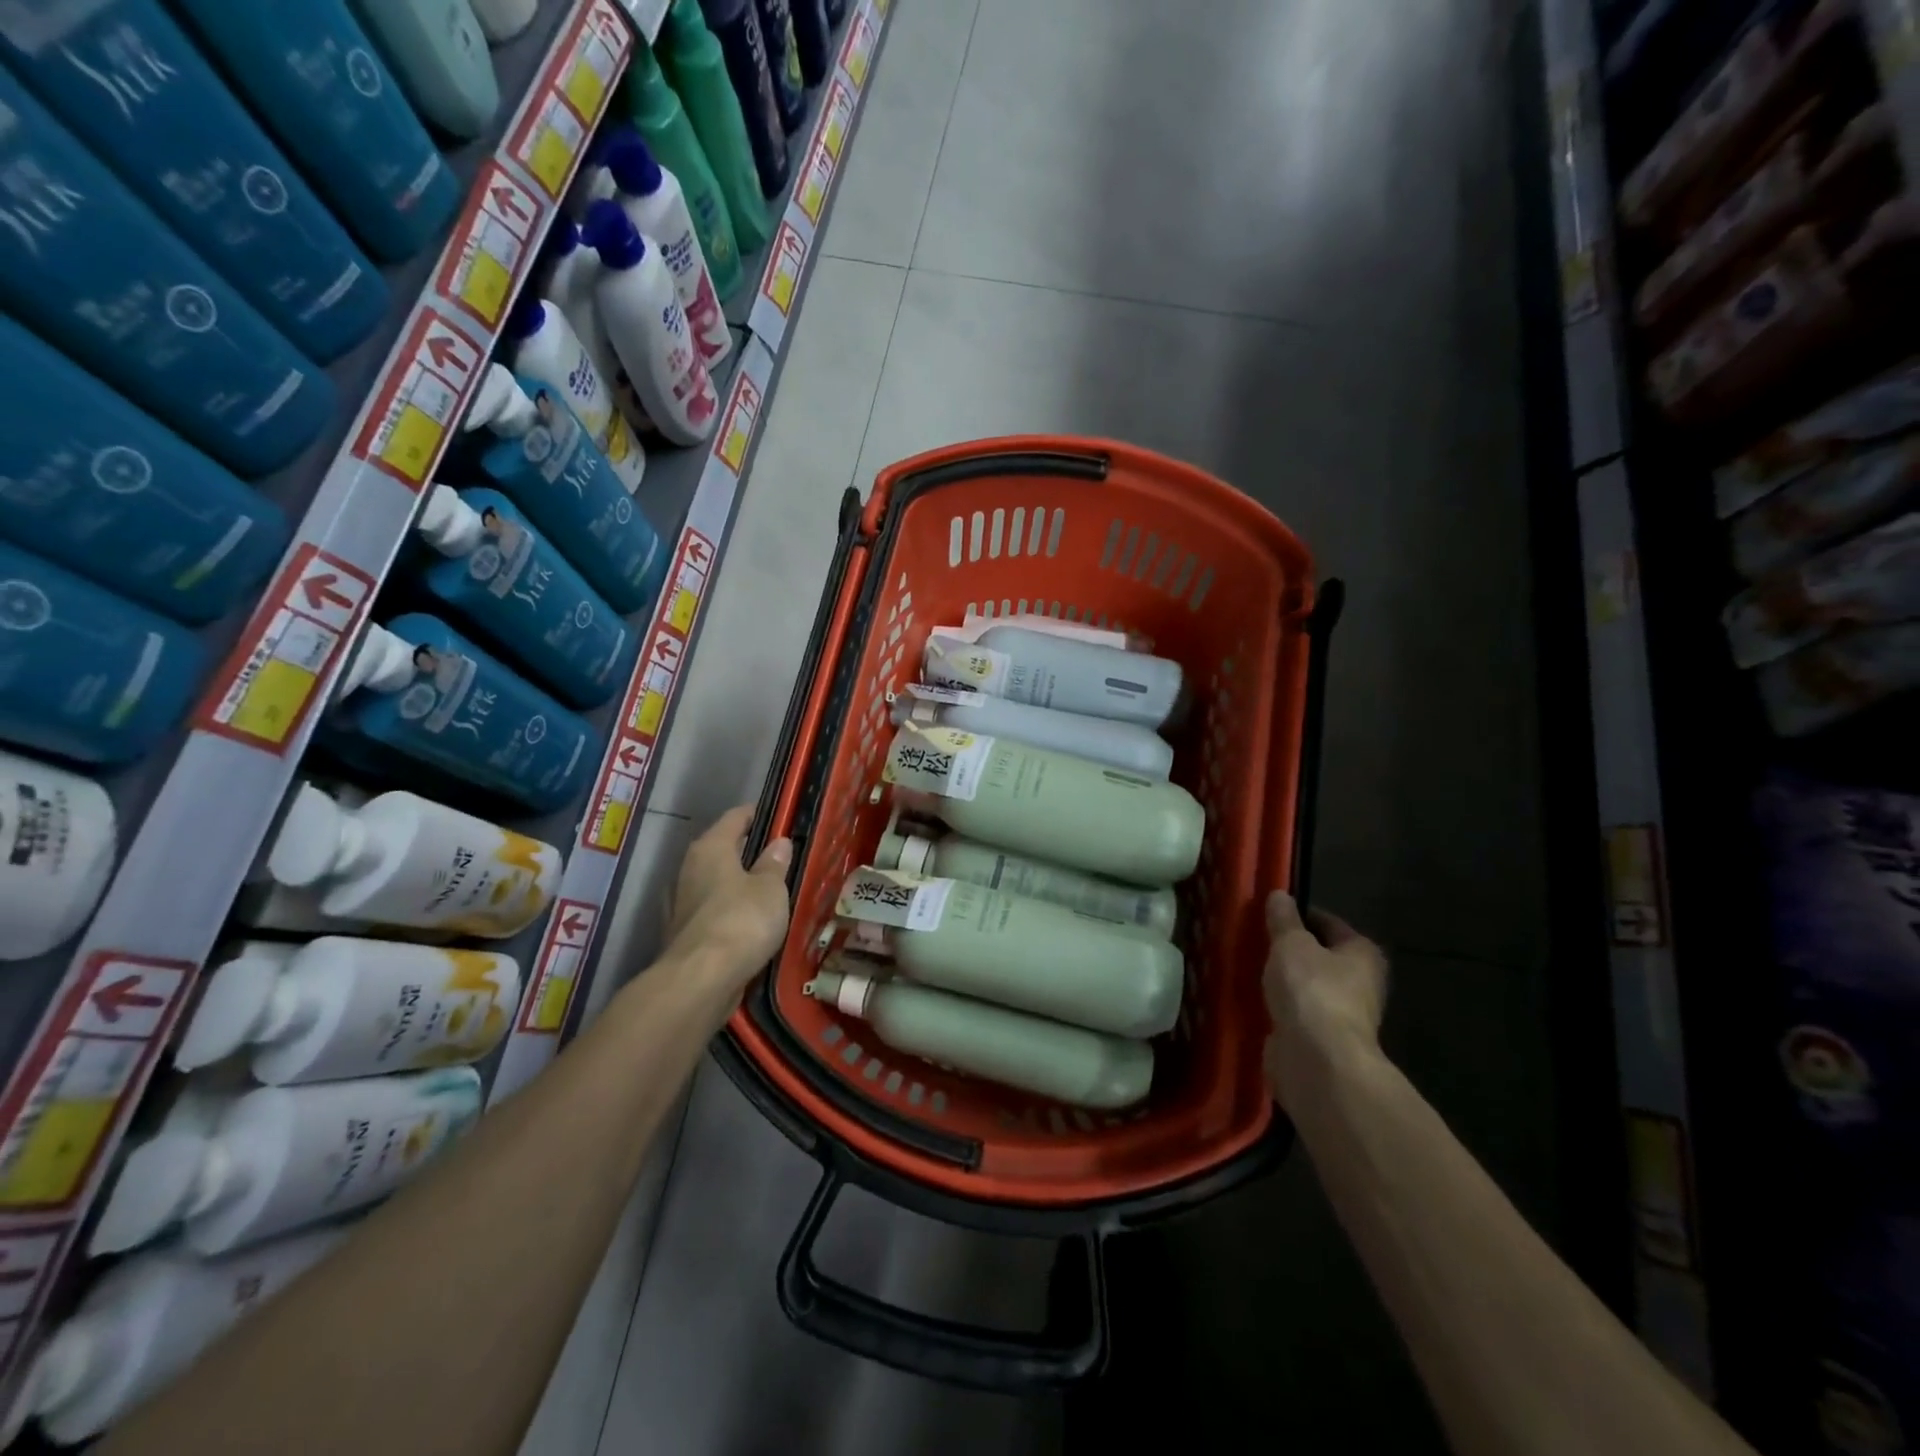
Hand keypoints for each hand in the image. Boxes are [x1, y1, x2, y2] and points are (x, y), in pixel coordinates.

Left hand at [667, 806, 791, 986]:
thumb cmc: (741, 921)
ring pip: (717, 884)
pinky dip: (731, 913)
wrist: (700, 981)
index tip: (781, 819)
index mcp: (711, 847)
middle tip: (782, 858)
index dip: (759, 815)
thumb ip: (775, 864)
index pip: (736, 817)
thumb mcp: (771, 889)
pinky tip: (752, 925)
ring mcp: (682, 904)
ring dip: (740, 886)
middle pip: (723, 850)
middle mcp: (690, 869)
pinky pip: (713, 913)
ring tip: (771, 893)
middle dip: (750, 853)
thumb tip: (779, 843)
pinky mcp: (683, 935)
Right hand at [1262, 892, 1387, 1108]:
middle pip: (1319, 956)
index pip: (1328, 922)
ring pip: (1306, 985)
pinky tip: (1253, 998)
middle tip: (1255, 938)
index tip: (1268, 912)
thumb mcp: (1290, 944)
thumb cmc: (1311, 990)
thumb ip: (1283, 919)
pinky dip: (1279, 1006)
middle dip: (1290, 949)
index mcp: (1362, 953)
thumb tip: (1279, 895)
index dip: (1299, 914)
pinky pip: (1296, 1012)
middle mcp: (1360, 983)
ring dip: (1283, 979)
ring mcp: (1342, 1015)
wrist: (1317, 1060)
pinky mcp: (1321, 1040)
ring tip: (1249, 966)